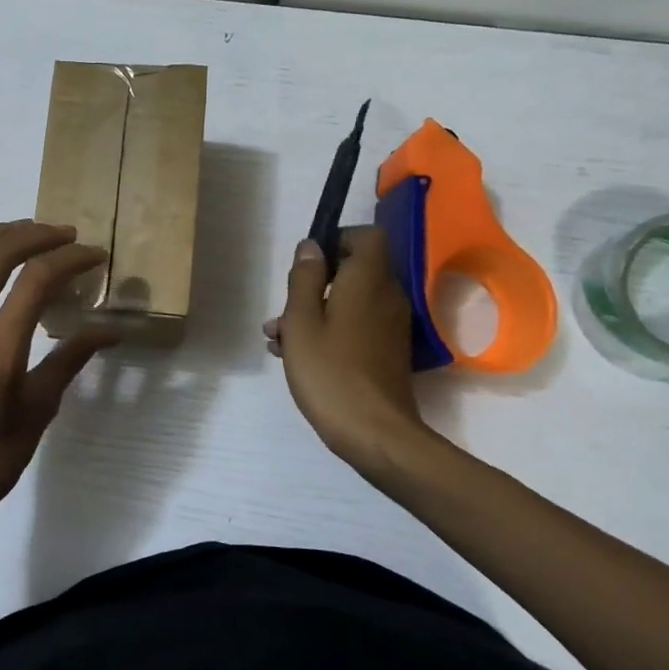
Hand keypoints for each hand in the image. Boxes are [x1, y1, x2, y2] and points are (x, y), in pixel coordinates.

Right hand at [263, 228, 430, 470]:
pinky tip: (297, 356)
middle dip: (313, 284)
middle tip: (282, 312)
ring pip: (349, 302)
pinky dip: (329, 331)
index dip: (336, 240)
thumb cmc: (330, 371)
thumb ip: (305, 279)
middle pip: (352, 271)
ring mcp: (390, 325)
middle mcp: (386, 296)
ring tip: (278, 340)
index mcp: (368, 280)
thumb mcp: (302, 321)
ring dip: (314, 312)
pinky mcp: (387, 351)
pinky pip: (356, 325)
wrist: (375, 433)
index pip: (366, 236)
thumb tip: (311, 246)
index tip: (306, 264)